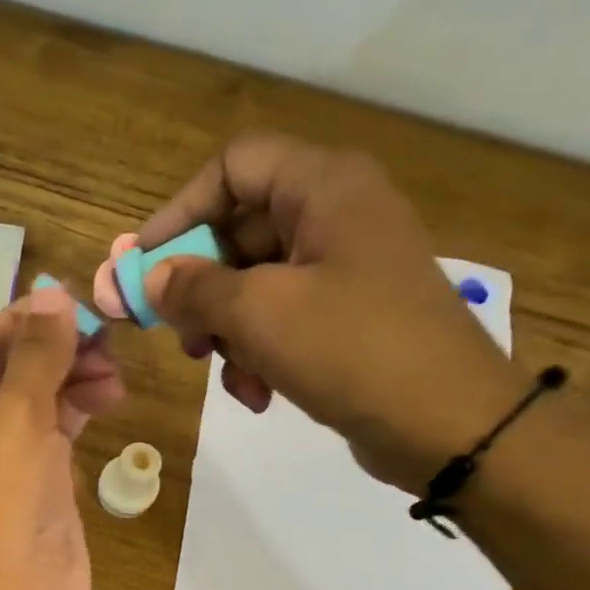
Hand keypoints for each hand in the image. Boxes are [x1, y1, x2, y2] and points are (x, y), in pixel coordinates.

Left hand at [0, 286, 125, 589]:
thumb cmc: (2, 499)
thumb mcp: (16, 414)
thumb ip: (37, 353)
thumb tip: (53, 292)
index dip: (25, 318)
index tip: (76, 304)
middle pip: (13, 368)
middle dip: (57, 349)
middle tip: (107, 340)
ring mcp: (6, 458)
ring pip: (41, 398)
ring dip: (75, 377)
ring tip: (115, 375)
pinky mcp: (41, 483)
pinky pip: (58, 431)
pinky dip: (81, 409)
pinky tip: (109, 398)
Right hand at [138, 133, 532, 494]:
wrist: (447, 422)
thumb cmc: (351, 348)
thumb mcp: (259, 313)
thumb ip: (195, 288)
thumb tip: (152, 278)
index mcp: (323, 186)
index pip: (232, 167)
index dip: (179, 212)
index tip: (143, 266)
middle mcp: (335, 215)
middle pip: (238, 231)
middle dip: (200, 288)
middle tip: (176, 334)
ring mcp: (344, 269)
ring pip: (254, 284)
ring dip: (227, 332)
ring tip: (222, 372)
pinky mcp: (347, 317)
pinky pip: (282, 320)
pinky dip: (259, 353)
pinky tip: (257, 395)